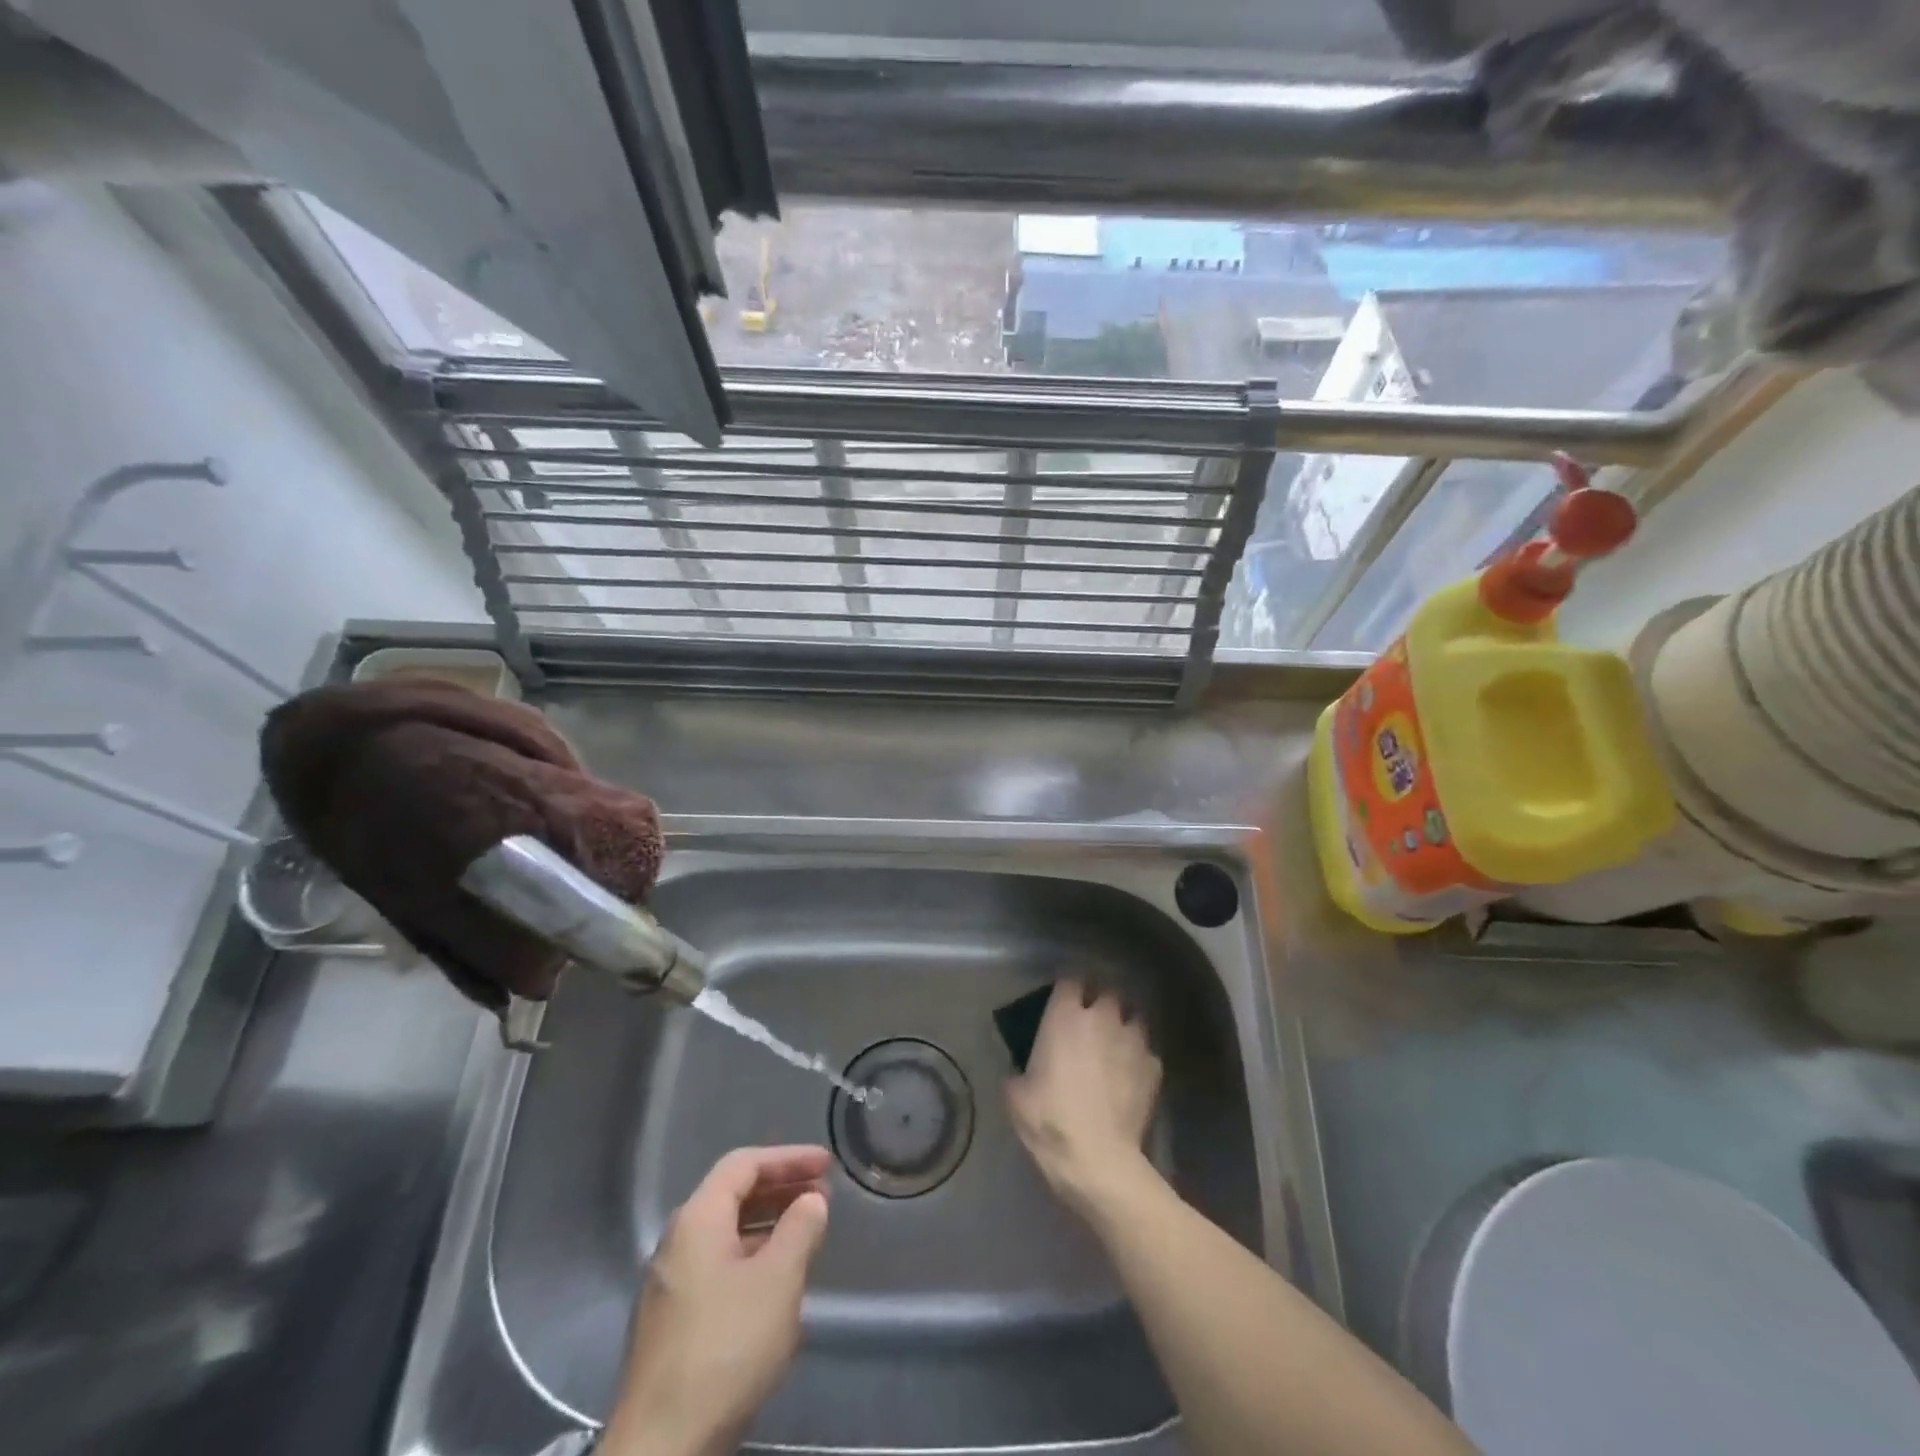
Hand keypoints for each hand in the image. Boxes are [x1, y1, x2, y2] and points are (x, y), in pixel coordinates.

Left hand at [601, 1146, 831, 1455]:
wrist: (660, 1449)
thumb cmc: (725, 1347)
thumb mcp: (777, 1280)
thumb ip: (800, 1229)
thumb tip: (810, 1201)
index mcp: (697, 1219)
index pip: (744, 1164)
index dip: (787, 1158)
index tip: (825, 1164)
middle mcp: (677, 1242)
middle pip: (732, 1195)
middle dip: (779, 1189)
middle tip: (821, 1195)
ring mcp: (669, 1285)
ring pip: (725, 1234)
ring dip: (767, 1225)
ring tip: (806, 1234)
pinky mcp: (670, 1324)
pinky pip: (717, 1267)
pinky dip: (751, 1257)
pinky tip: (775, 1283)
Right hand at [1006, 981, 1161, 1218]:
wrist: (1099, 1159)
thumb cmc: (1050, 1121)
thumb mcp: (1017, 1096)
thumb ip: (1018, 1071)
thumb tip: (1019, 1071)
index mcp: (1065, 1016)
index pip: (1070, 978)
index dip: (1068, 985)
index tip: (1063, 996)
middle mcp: (1102, 1017)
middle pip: (1108, 991)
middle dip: (1101, 1000)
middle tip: (1092, 1018)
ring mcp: (1133, 1039)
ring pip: (1134, 1016)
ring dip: (1125, 1024)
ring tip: (1117, 1041)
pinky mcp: (1154, 1066)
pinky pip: (1147, 1050)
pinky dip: (1139, 1057)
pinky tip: (1132, 1074)